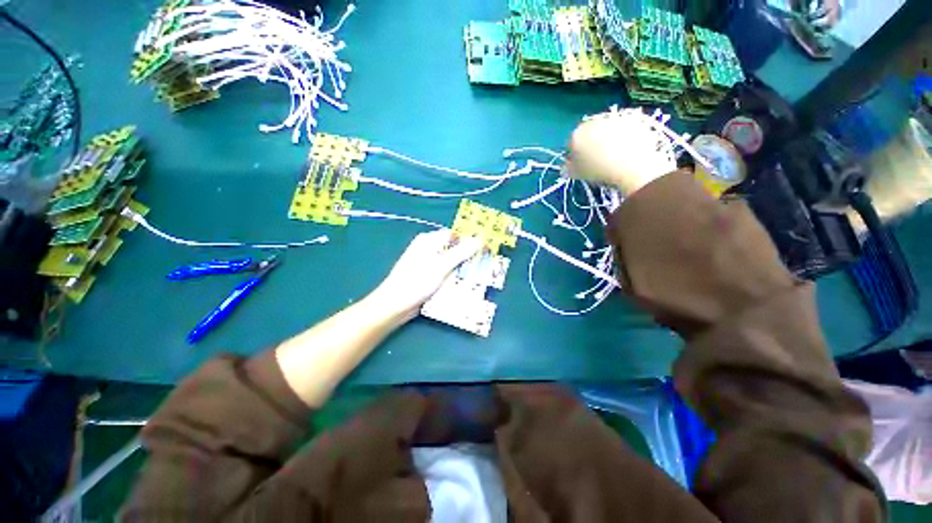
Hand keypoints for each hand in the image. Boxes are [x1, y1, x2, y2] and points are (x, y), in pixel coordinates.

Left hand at [368, 229, 482, 319]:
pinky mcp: (428, 275)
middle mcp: (428, 248)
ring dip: (462, 267)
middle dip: (468, 256)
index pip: (454, 235)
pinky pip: (446, 272)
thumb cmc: (416, 282)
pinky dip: (454, 275)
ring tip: (479, 274)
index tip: (485, 248)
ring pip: (451, 261)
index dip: (470, 240)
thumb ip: (460, 253)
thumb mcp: (441, 266)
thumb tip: (478, 239)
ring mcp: (428, 263)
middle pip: (453, 248)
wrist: (395, 305)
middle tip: (485, 264)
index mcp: (429, 241)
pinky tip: (464, 283)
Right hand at [567, 110, 677, 196]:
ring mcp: (614, 118)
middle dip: (591, 143)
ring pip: (606, 129)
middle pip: (589, 133)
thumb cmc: (599, 171)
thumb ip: (569, 168)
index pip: (571, 143)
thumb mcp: (578, 174)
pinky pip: (623, 128)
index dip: (574, 155)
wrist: (631, 165)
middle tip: (596, 160)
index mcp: (577, 135)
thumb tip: (565, 167)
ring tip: (613, 155)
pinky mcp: (633, 120)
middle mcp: (594, 122)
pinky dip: (623, 136)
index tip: (579, 165)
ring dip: (607, 138)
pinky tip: (627, 150)